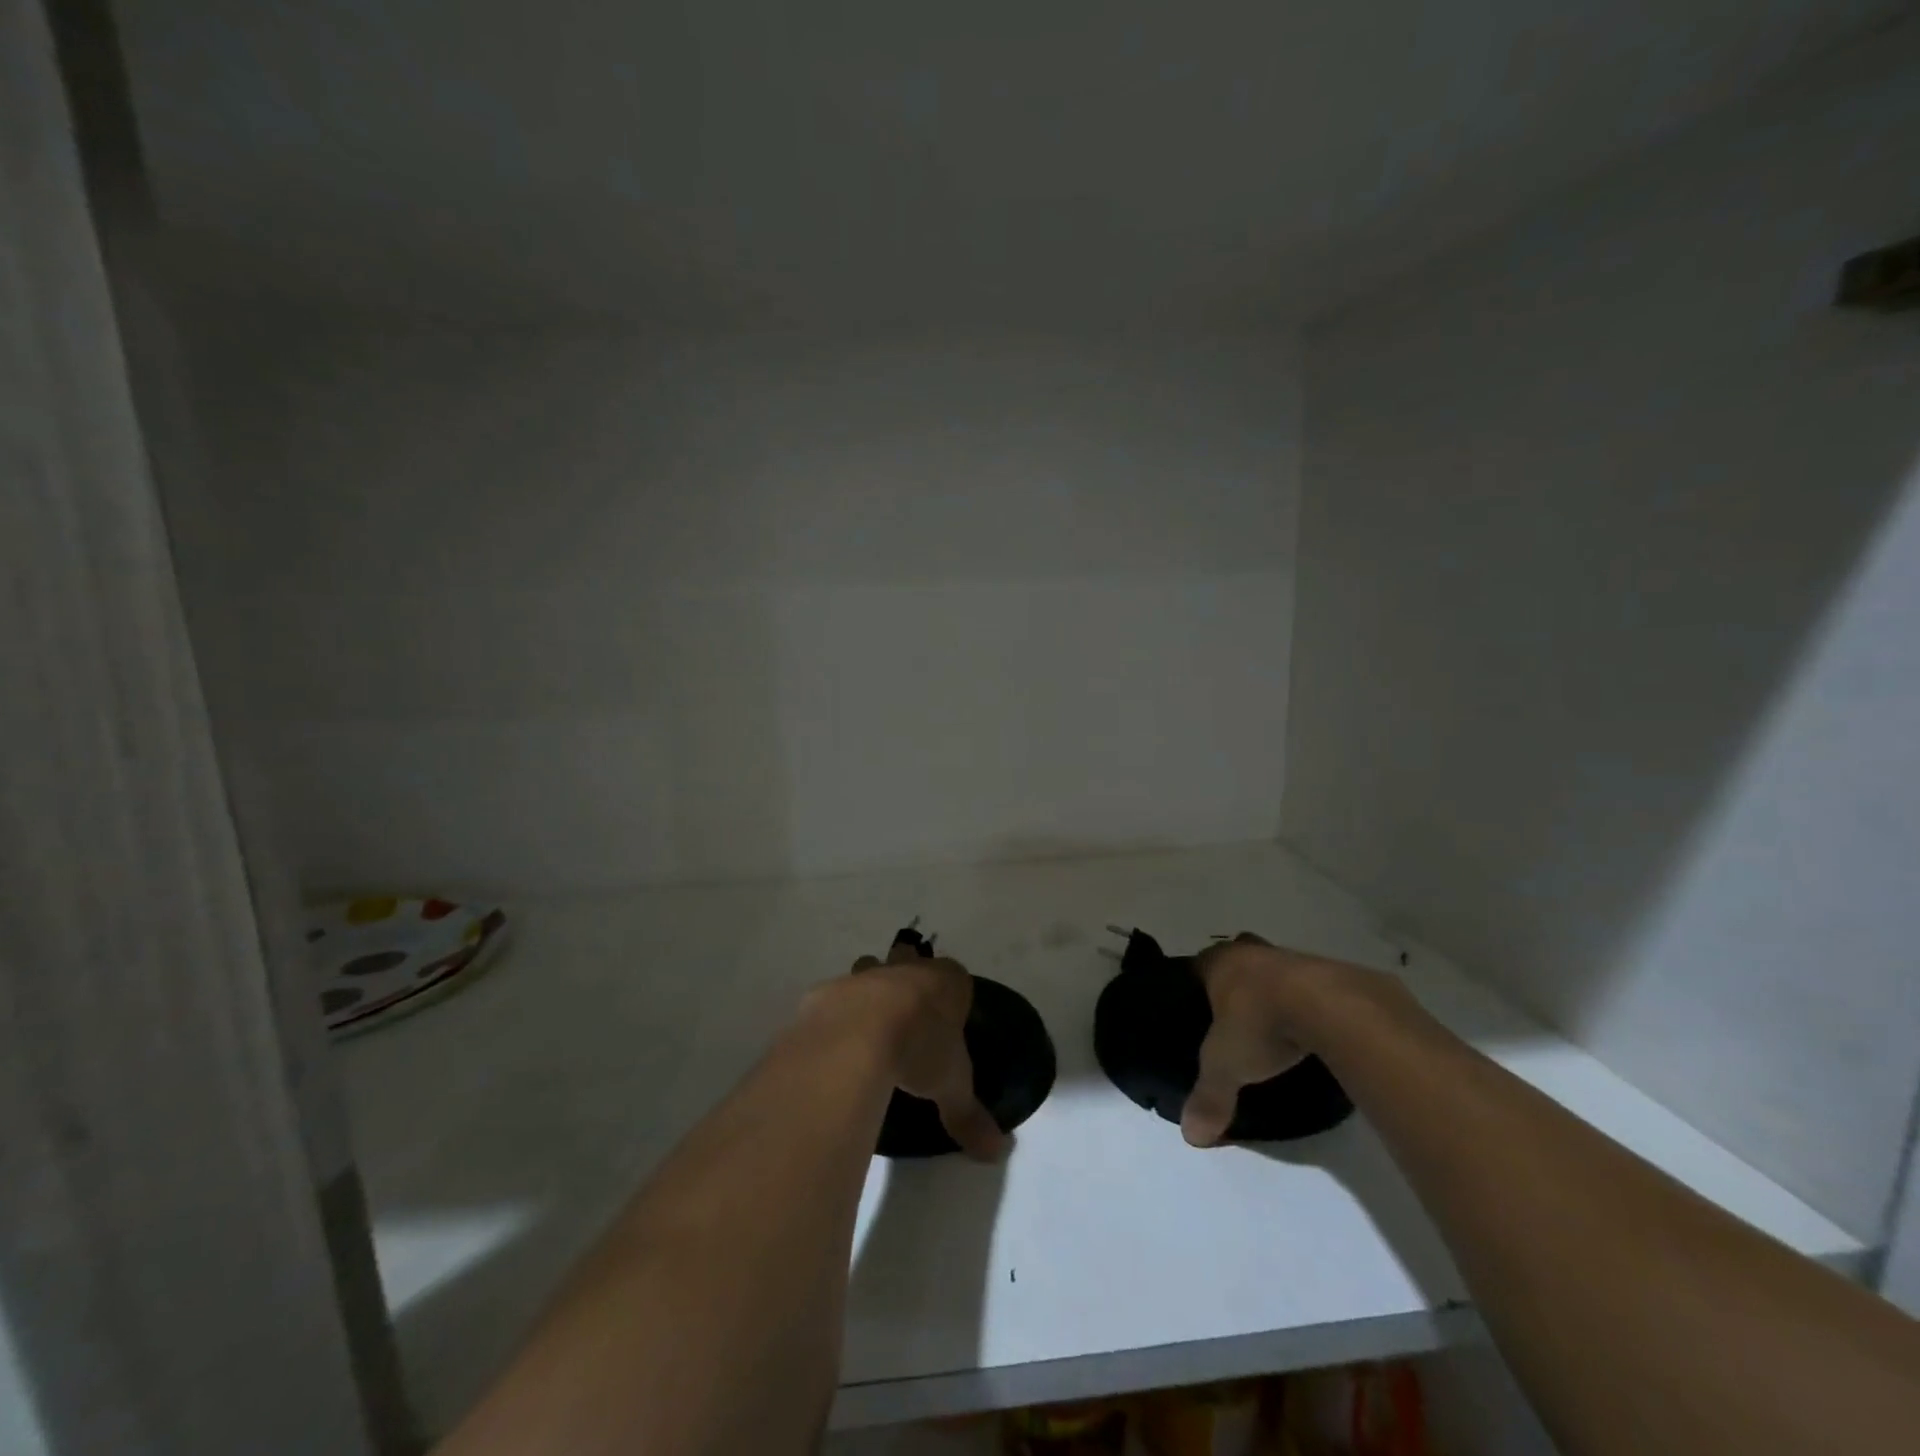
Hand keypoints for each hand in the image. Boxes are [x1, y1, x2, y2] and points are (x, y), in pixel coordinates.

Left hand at [841, 943, 1005, 1160]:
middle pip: (909, 959)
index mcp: (945, 983)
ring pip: (869, 968)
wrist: (857, 1035)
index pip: (955, 977)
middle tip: (906, 1011)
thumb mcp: (951, 1087)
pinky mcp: (828, 991)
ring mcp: (865, 976)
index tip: (946, 1016)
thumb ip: (969, 1115)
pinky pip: (834, 997)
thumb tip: (996, 1152)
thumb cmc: (919, 1049)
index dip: (950, 994)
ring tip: (868, 1024)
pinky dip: (835, 1014)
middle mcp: (906, 969)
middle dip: (907, 975)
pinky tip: (834, 1042)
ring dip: (869, 987)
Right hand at [1181, 933, 1383, 1147]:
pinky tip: (1313, 1030)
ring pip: (1275, 969)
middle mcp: (1252, 952)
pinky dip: (1310, 1003)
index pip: (1198, 965)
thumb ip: (1209, 1097)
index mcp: (1219, 963)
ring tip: (1278, 1026)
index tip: (1199, 1005)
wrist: (1331, 1006)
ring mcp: (1293, 958)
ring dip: (1276, 991)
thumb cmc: (1262, 1023)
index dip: (1198, 983)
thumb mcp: (1227, 1066)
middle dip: (1238, 981)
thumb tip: (1191, 1136)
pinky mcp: (1332, 972)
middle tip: (1238, 1014)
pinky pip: (1312, 985)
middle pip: (1238, 958)